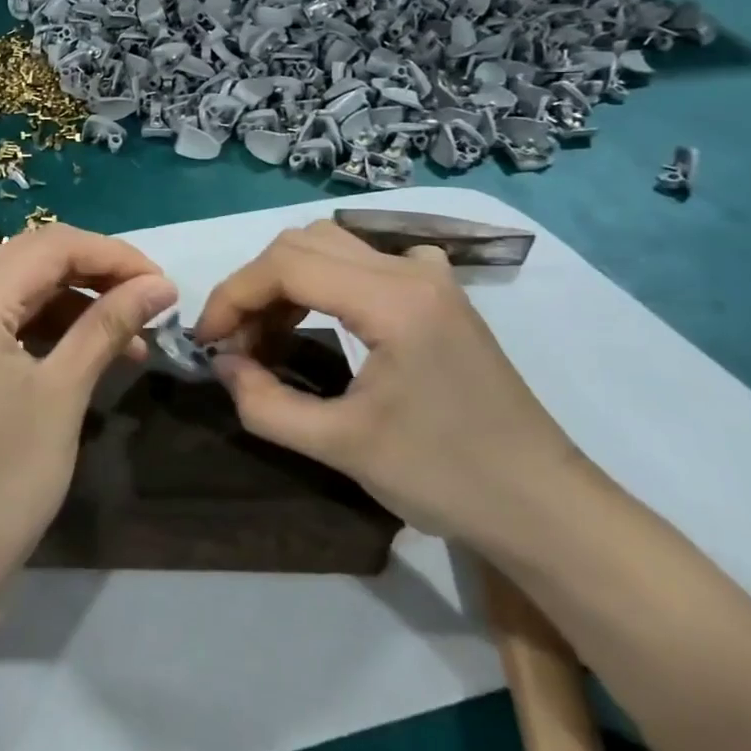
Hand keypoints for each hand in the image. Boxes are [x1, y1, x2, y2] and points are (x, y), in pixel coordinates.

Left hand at [0, 223, 176, 605]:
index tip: (162, 283)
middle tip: (150, 301)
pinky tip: (89, 349)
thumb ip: (109, 325)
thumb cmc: (3, 482)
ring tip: (131, 335)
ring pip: (18, 287)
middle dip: (95, 273)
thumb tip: (161, 285)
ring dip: (74, 302)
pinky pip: (1, 319)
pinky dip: (46, 326)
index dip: (112, 255)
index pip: (48, 247)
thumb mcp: (63, 395)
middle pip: (30, 259)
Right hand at [191, 220, 587, 552]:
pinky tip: (325, 321)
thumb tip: (222, 364)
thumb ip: (265, 404)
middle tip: (236, 343)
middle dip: (254, 288)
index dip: (232, 296)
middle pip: (302, 244)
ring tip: (268, 337)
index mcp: (393, 300)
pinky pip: (364, 261)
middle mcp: (411, 270)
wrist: (543, 506)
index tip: (207, 341)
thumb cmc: (445, 477)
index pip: (286, 266)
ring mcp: (430, 277)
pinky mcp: (438, 294)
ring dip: (285, 283)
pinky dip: (324, 281)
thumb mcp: (340, 447)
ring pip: (330, 246)